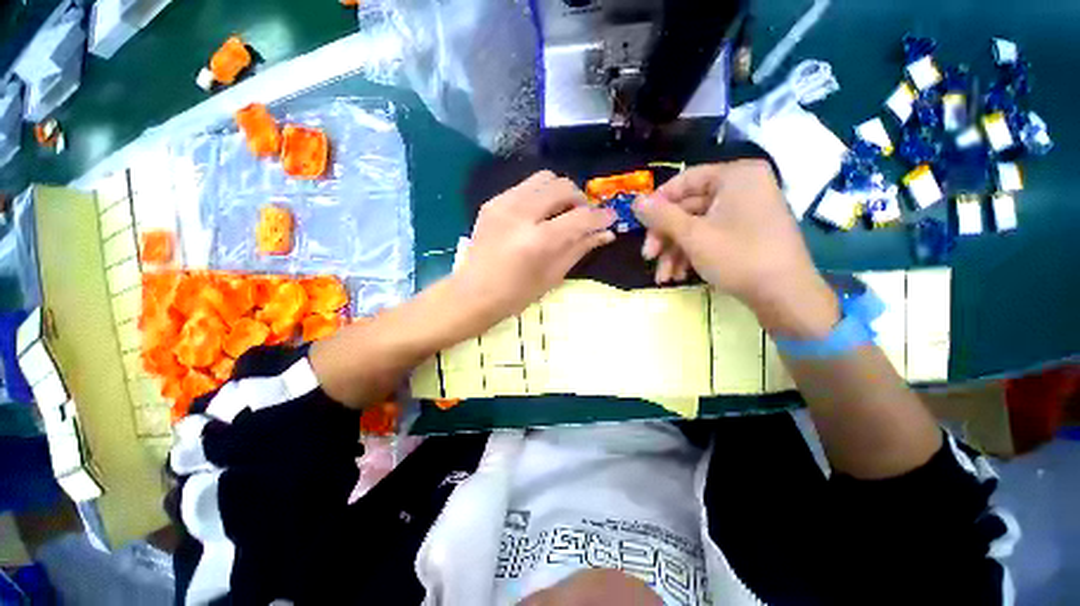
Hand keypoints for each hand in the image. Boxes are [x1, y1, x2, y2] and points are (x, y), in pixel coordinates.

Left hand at [453, 171, 615, 323]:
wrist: (473, 293)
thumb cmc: (516, 294)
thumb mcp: (553, 275)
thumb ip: (580, 249)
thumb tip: (606, 233)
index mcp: (538, 241)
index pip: (580, 217)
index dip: (600, 216)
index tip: (610, 218)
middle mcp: (521, 214)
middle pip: (562, 186)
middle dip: (580, 199)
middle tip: (582, 217)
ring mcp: (503, 204)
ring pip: (544, 178)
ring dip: (560, 193)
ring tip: (561, 213)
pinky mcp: (493, 202)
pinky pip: (525, 186)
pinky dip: (540, 196)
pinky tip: (538, 215)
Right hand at [632, 160, 837, 337]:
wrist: (784, 296)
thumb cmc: (738, 257)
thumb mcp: (692, 235)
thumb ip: (661, 216)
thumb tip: (635, 201)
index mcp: (736, 176)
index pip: (684, 180)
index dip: (658, 203)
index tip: (639, 225)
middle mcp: (743, 188)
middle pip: (688, 207)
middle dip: (665, 237)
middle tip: (648, 257)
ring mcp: (746, 212)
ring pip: (696, 226)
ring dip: (674, 252)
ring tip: (663, 277)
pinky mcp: (746, 233)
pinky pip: (710, 236)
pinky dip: (691, 255)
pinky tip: (678, 276)